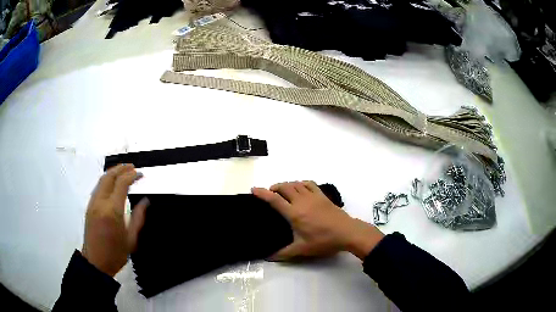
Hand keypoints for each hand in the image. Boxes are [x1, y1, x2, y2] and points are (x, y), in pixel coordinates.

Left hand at [81, 164, 148, 276]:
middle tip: (132, 167)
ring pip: (102, 180)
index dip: (132, 175)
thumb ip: (138, 218)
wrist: (96, 262)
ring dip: (113, 173)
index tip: (141, 174)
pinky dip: (106, 180)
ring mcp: (93, 203)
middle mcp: (101, 202)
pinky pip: (98, 188)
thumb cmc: (116, 254)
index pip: (122, 184)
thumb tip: (145, 201)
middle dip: (121, 168)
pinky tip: (112, 184)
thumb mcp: (131, 239)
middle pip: (109, 177)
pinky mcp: (89, 207)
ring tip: (123, 171)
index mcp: (113, 210)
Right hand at [252, 181, 383, 260]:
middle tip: (270, 193)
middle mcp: (301, 201)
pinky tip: (300, 188)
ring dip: (286, 184)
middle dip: (274, 187)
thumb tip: (268, 258)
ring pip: (296, 184)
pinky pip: (309, 184)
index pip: (274, 200)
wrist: (346, 232)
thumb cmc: (323, 241)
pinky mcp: (322, 196)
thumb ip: (284, 253)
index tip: (253, 189)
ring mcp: (313, 196)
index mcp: (294, 213)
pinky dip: (301, 183)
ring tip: (282, 190)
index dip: (262, 193)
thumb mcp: (302, 249)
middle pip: (284, 187)